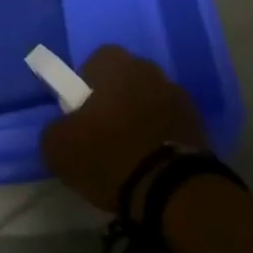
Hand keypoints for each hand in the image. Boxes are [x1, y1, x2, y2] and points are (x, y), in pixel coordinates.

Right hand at [39, 46, 206, 212]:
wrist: (173, 191)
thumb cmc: (110, 156)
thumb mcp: (59, 149)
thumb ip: (54, 129)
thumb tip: (62, 130)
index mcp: (113, 61)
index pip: (92, 65)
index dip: (84, 91)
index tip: (82, 121)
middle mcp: (146, 66)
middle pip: (122, 81)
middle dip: (114, 103)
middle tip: (104, 139)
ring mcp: (176, 92)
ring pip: (147, 101)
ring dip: (140, 119)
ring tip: (131, 157)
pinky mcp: (198, 122)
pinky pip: (169, 124)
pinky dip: (161, 138)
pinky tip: (154, 165)